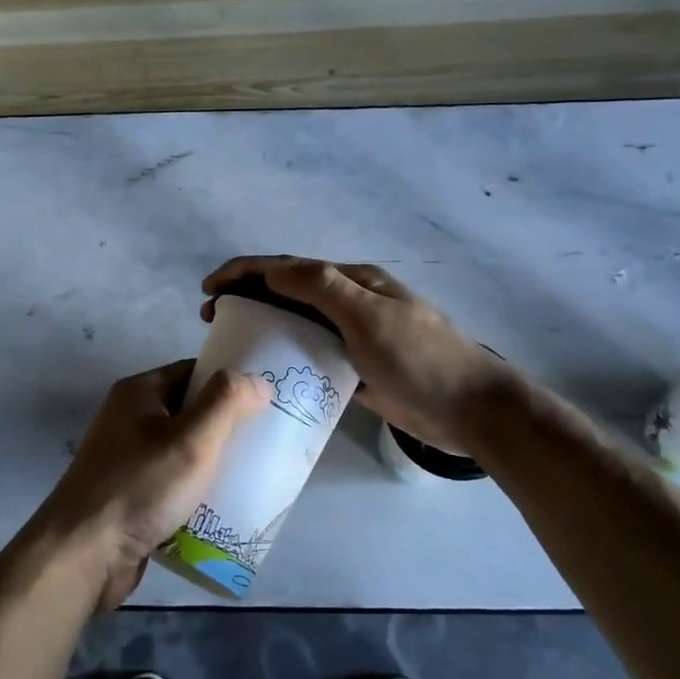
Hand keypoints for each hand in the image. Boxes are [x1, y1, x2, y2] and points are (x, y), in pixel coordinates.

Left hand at [35, 359, 268, 609]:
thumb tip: (256, 381)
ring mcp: (128, 460)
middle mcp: (130, 419)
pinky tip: (226, 508)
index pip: (193, 372)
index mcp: (139, 393)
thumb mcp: (191, 439)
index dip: (229, 381)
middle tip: (268, 439)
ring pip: (184, 451)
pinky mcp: (131, 497)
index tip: (268, 398)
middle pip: (190, 412)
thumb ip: (226, 403)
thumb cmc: (140, 487)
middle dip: (228, 426)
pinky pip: (173, 484)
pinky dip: (197, 492)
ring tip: (256, 474)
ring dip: (214, 463)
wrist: (83, 555)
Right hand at [202, 256, 517, 455]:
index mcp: (352, 281)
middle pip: (287, 291)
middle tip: (211, 318)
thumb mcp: (369, 316)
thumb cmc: (419, 359)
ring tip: (231, 341)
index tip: (208, 289)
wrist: (471, 411)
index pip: (287, 267)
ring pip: (297, 322)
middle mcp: (349, 302)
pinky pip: (311, 354)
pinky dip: (285, 354)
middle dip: (246, 295)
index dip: (244, 271)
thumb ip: (323, 288)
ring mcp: (354, 335)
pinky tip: (267, 370)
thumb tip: (273, 269)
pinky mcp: (356, 367)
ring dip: (262, 323)